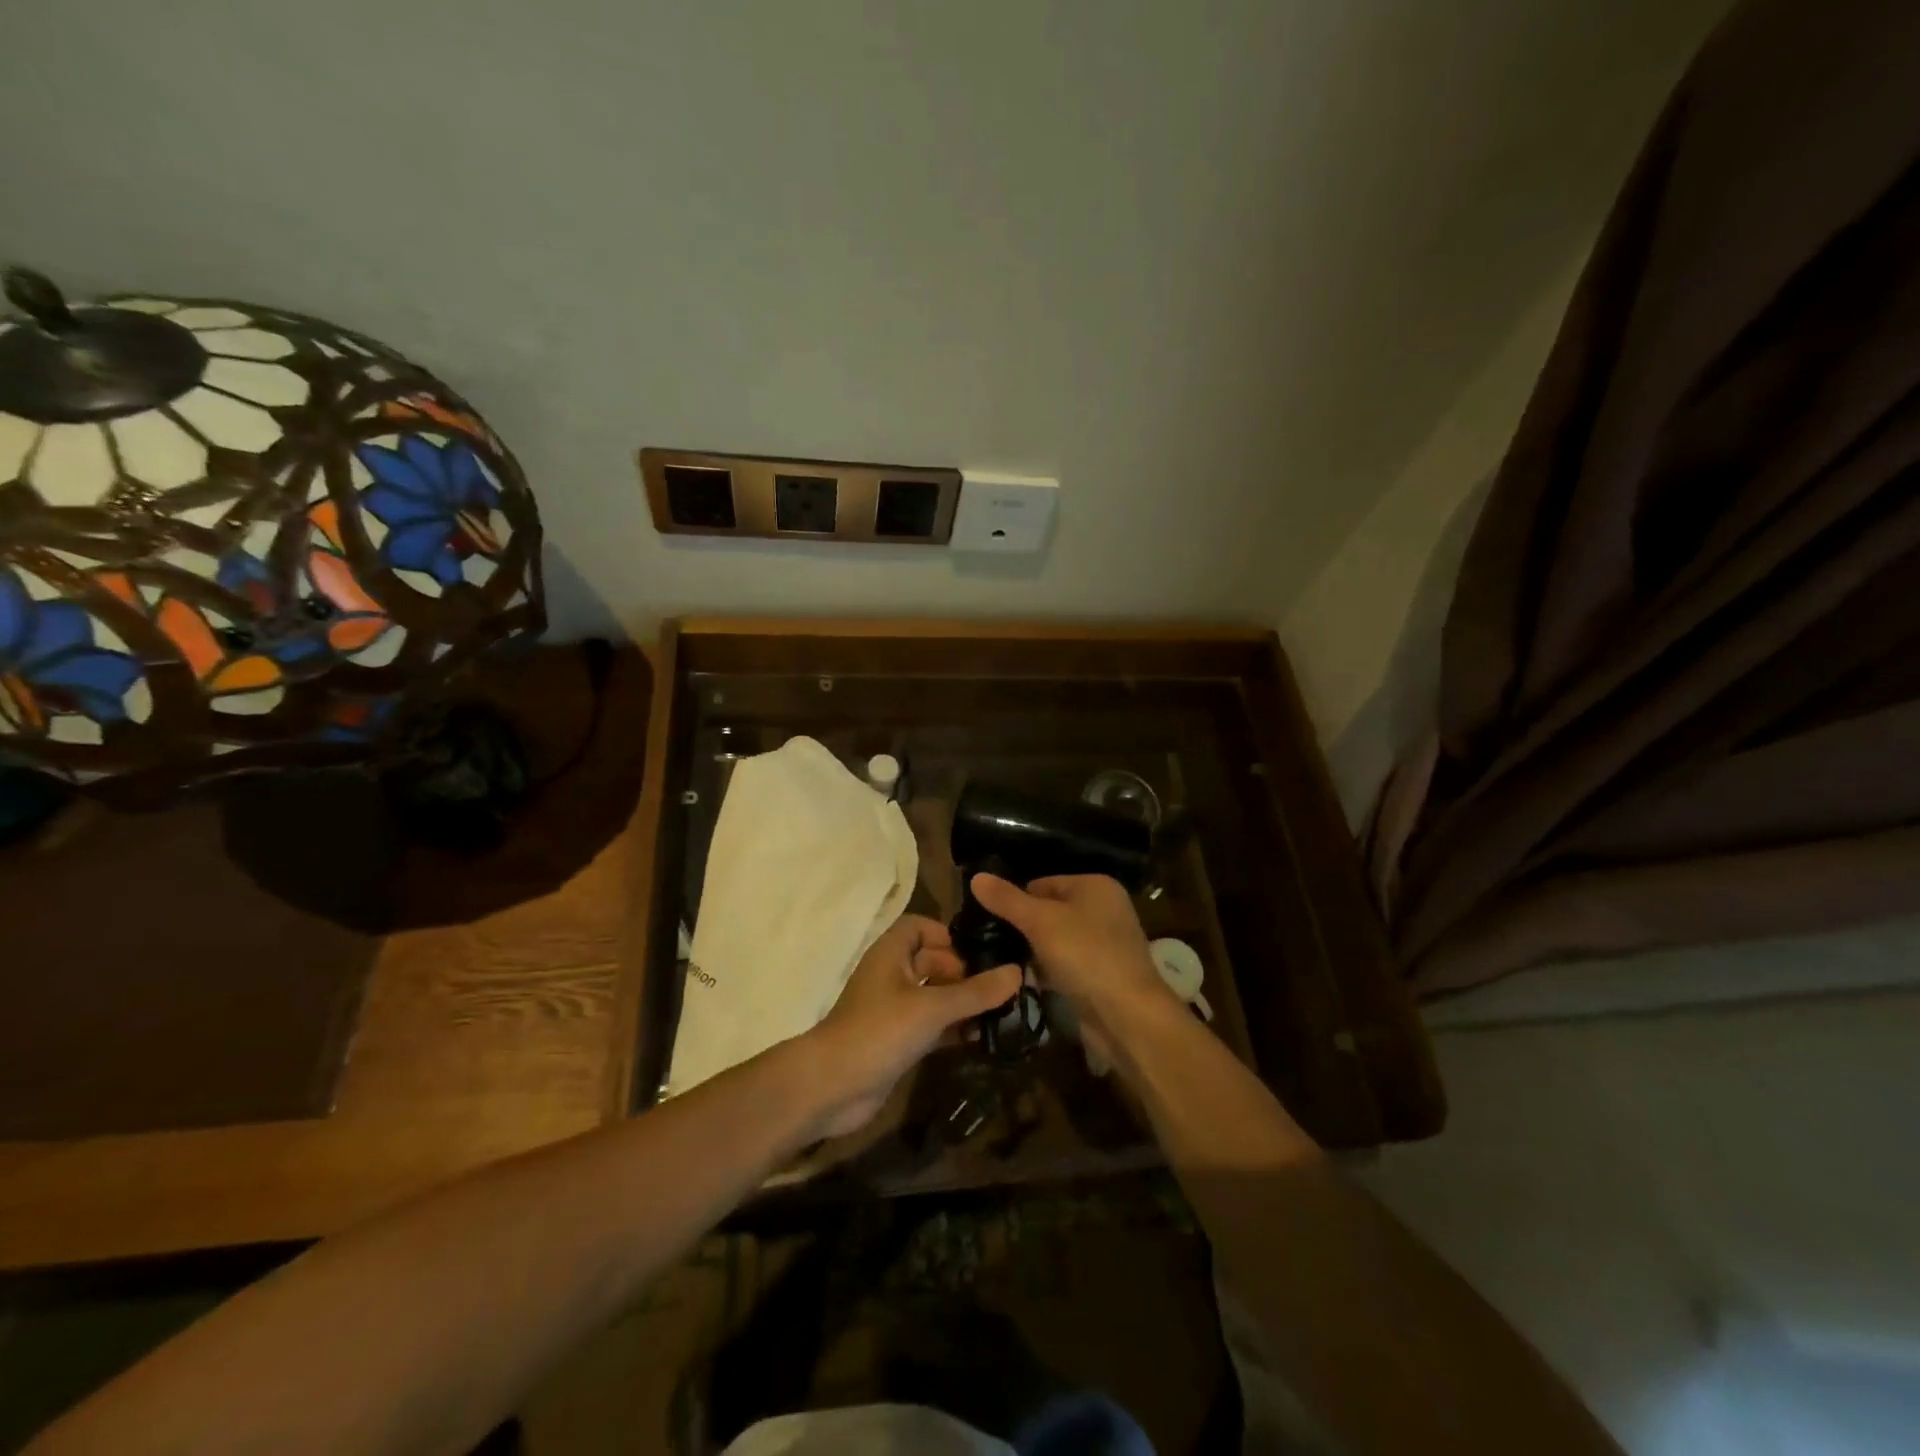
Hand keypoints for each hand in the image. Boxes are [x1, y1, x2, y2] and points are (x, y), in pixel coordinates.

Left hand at [803, 915, 1020, 1137]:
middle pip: (932, 961)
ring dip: (963, 1004)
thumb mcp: (932, 1007)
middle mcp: (892, 976)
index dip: (947, 935)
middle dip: (965, 972)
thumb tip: (1017, 971)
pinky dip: (954, 1029)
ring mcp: (894, 1010)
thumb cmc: (879, 1031)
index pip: (920, 927)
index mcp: (891, 953)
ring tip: (1002, 1014)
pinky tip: (982, 1039)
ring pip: (935, 996)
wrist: (832, 1086)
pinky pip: (932, 1026)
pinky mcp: (898, 1041)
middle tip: (1001, 989)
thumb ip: (975, 992)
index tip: (978, 954)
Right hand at [968, 873, 1176, 1061]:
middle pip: (1049, 911)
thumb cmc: (1086, 955)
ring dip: (1032, 951)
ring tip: (998, 960)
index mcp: (1095, 886)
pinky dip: (1046, 971)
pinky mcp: (1100, 975)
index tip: (985, 917)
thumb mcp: (1040, 921)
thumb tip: (976, 877)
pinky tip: (1023, 981)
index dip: (1015, 898)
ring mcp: (1104, 944)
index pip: (1042, 883)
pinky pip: (1065, 965)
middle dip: (1022, 926)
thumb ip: (1007, 900)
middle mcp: (1104, 909)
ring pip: (1055, 940)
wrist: (1128, 1016)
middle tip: (988, 940)